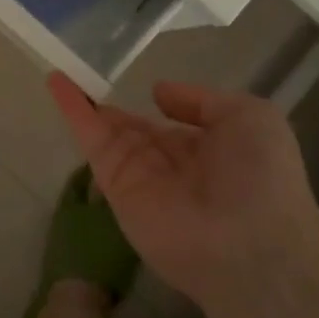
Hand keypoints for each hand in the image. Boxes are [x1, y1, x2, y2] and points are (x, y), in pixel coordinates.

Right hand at [46, 74, 318, 308]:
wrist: (250, 243)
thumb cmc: (262, 176)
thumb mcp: (250, 118)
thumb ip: (202, 101)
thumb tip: (159, 93)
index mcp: (207, 150)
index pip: (173, 126)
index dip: (156, 107)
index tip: (140, 87)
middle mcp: (170, 164)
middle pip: (133, 130)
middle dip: (111, 109)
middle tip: (83, 78)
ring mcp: (139, 176)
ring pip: (106, 132)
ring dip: (82, 103)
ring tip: (58, 74)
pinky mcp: (115, 186)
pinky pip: (92, 142)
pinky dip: (73, 111)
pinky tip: (56, 83)